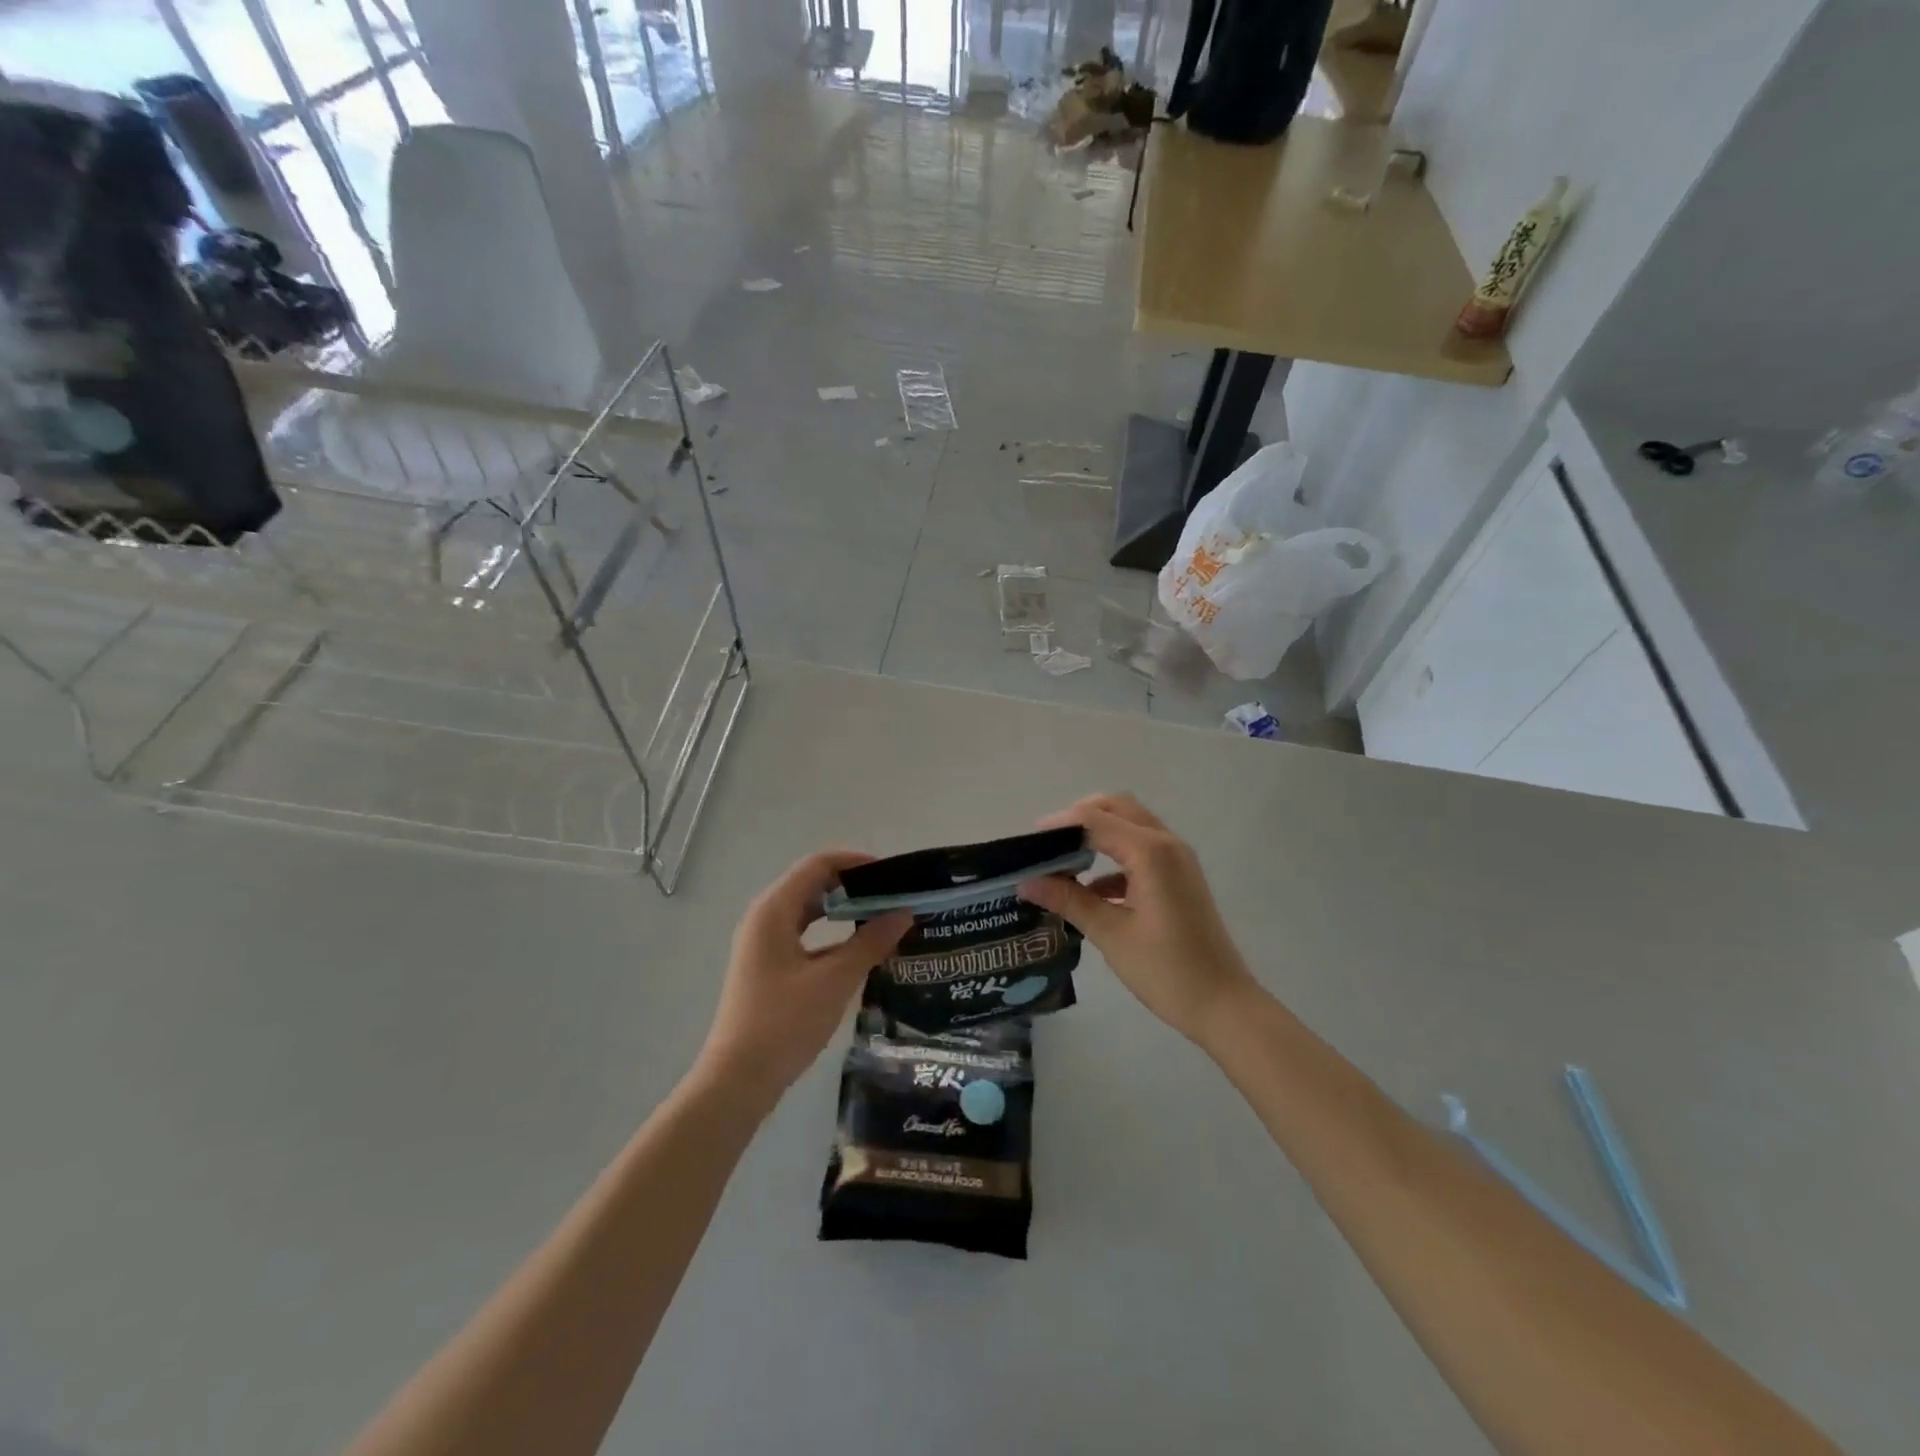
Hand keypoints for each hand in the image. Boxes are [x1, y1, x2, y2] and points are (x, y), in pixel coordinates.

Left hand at [696, 850, 911, 1105]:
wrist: (738, 1081)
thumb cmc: (784, 1023)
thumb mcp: (834, 980)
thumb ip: (870, 943)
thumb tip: (903, 913)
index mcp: (774, 910)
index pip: (817, 865)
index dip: (855, 861)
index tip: (892, 873)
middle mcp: (765, 918)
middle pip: (812, 883)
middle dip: (853, 885)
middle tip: (893, 896)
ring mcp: (763, 943)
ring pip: (808, 910)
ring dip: (843, 910)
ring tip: (882, 918)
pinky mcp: (768, 966)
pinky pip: (804, 934)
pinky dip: (831, 934)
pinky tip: (860, 950)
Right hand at [1018, 793, 1258, 1045]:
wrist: (1224, 1005)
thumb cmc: (1167, 970)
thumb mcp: (1111, 933)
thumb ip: (1069, 900)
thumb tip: (1027, 882)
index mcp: (1151, 852)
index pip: (1096, 820)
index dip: (1059, 825)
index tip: (1027, 842)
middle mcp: (1167, 844)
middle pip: (1118, 808)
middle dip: (1080, 818)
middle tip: (1048, 843)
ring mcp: (1177, 860)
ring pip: (1131, 826)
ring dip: (1098, 834)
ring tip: (1063, 861)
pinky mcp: (1180, 877)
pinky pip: (1142, 850)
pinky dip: (1114, 857)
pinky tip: (1092, 890)